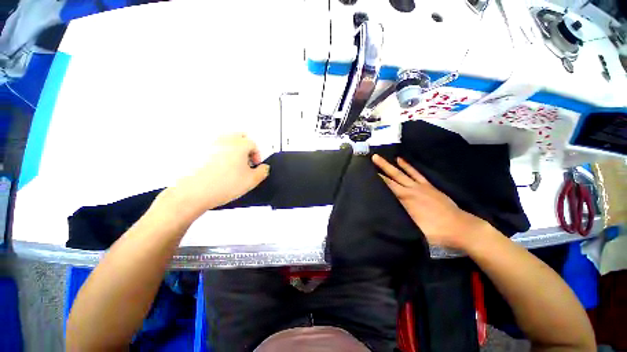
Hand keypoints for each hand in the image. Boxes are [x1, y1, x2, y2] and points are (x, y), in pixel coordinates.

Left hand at [167, 134, 269, 219]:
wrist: (194, 192)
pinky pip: (214, 147)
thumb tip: (264, 168)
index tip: (255, 165)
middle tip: (246, 160)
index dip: (257, 155)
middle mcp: (224, 140)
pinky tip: (220, 168)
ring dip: (233, 149)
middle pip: (239, 136)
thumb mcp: (252, 181)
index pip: (253, 144)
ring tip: (233, 165)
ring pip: (226, 140)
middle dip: (246, 147)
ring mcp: (210, 144)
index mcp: (239, 145)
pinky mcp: (198, 151)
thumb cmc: (221, 185)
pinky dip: (220, 153)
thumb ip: (263, 172)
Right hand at [372, 154, 490, 249]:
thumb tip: (382, 215)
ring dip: (391, 164)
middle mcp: (411, 190)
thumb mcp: (414, 229)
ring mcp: (421, 186)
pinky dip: (408, 166)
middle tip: (373, 157)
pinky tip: (401, 160)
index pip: (388, 186)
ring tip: (382, 157)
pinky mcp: (428, 186)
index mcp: (406, 200)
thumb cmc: (436, 231)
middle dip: (382, 166)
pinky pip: (416, 173)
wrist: (461, 229)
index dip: (378, 178)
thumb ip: (398, 219)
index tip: (368, 171)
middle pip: (394, 176)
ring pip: (403, 173)